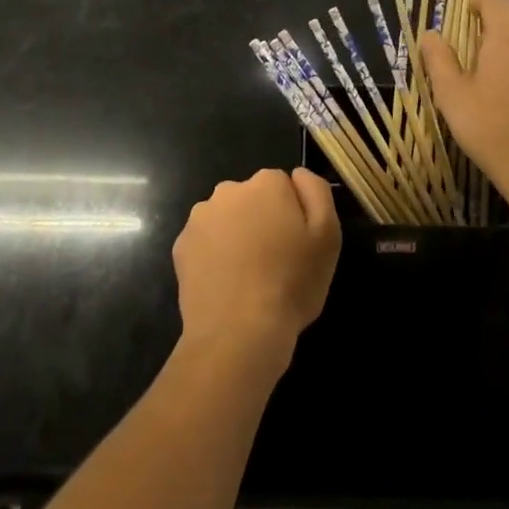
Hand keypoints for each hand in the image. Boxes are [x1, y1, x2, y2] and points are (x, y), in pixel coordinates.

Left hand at [173, 169, 340, 366]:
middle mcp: (229, 190)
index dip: (292, 215)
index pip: (283, 186)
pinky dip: (215, 257)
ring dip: (236, 236)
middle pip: (252, 199)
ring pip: (227, 219)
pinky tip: (226, 285)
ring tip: (248, 277)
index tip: (296, 244)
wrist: (237, 334)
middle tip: (274, 262)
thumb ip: (316, 192)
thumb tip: (297, 174)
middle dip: (261, 220)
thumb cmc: (291, 283)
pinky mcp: (181, 246)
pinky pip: (206, 243)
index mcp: (266, 183)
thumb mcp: (327, 236)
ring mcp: (200, 217)